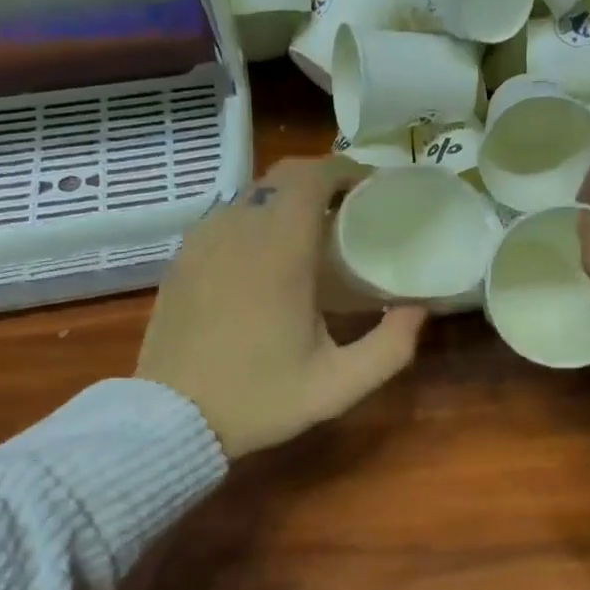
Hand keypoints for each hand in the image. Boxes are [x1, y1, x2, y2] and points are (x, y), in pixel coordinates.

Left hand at [138, 159, 426, 457]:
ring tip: (312, 234)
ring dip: (287, 201)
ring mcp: (203, 240)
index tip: (371, 189)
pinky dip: (255, 220)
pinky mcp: (182, 257)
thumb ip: (390, 346)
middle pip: (283, 176)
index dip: (347, 170)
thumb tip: (417, 309)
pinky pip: (226, 217)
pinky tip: (267, 258)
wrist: (172, 419)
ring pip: (252, 194)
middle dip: (321, 181)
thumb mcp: (338, 386)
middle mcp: (237, 230)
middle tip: (349, 211)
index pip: (313, 176)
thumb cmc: (259, 399)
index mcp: (279, 251)